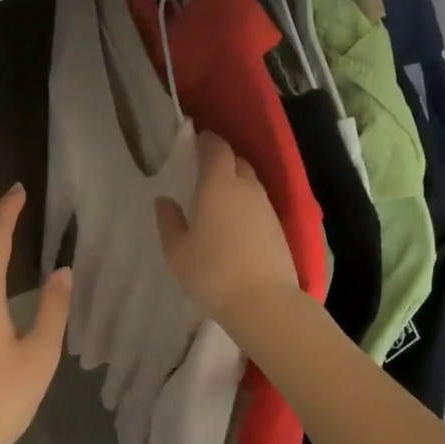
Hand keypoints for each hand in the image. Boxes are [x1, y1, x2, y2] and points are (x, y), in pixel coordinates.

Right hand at [155, 132, 299, 328]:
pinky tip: (235, 223)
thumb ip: (169, 221)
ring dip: (235, 184)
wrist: (263, 302)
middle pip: (236, 161)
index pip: (216, 147)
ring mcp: (267, 206)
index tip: (194, 144)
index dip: (205, 141)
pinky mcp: (279, 227)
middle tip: (202, 173)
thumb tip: (165, 200)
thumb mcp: (177, 251)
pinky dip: (246, 205)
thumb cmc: (211, 273)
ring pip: (250, 183)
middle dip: (221, 161)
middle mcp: (246, 187)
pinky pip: (259, 204)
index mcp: (218, 184)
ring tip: (218, 200)